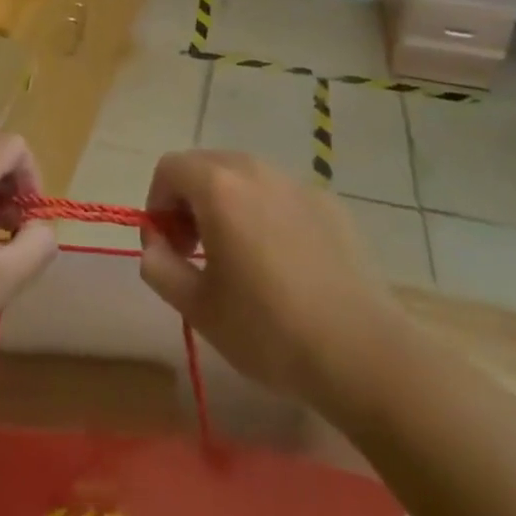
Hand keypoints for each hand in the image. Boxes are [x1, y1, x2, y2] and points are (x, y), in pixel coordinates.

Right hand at [139, 151, 398, 400]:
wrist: (360, 350)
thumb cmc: (268, 329)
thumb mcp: (197, 307)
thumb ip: (160, 267)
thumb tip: (155, 246)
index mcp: (219, 186)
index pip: (169, 167)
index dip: (157, 203)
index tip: (168, 248)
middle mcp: (256, 170)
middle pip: (206, 165)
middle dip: (189, 201)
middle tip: (196, 251)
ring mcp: (297, 182)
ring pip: (246, 177)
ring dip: (227, 204)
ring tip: (238, 257)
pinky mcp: (329, 202)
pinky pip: (281, 194)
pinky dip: (266, 213)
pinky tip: (284, 263)